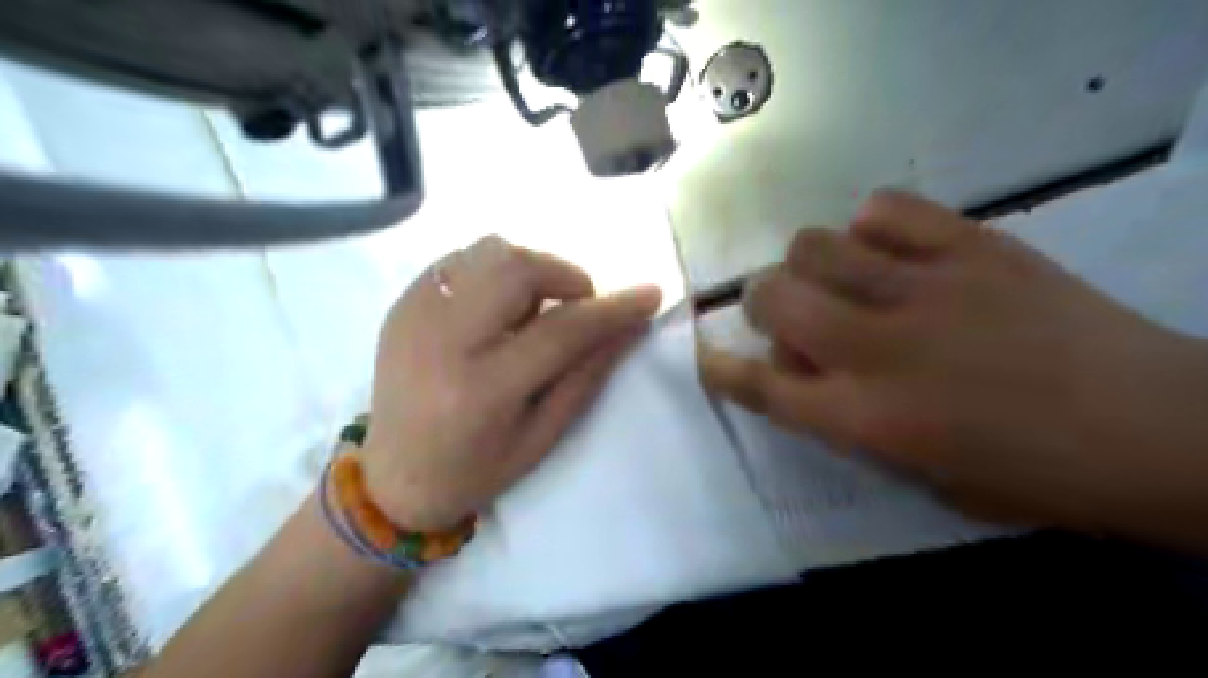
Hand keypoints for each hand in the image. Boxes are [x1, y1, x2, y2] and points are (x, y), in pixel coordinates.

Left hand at [360, 236, 660, 532]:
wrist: (391, 477)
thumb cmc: (475, 470)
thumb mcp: (542, 436)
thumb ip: (586, 375)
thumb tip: (630, 326)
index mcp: (481, 389)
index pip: (561, 330)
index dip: (612, 309)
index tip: (649, 295)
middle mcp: (441, 340)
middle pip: (517, 268)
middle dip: (564, 276)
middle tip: (575, 307)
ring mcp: (414, 313)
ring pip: (488, 251)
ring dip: (529, 271)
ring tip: (532, 310)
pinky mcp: (402, 303)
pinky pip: (462, 260)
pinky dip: (495, 272)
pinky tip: (497, 308)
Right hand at [704, 192, 1207, 545]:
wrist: (1155, 428)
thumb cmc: (1027, 473)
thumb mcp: (916, 473)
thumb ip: (842, 419)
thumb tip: (799, 364)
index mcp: (865, 418)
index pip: (760, 385)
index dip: (720, 367)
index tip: (706, 353)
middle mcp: (878, 348)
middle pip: (772, 297)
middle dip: (763, 303)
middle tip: (789, 312)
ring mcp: (924, 289)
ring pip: (814, 244)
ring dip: (809, 264)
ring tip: (842, 277)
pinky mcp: (972, 247)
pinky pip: (885, 209)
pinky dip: (870, 226)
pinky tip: (892, 249)